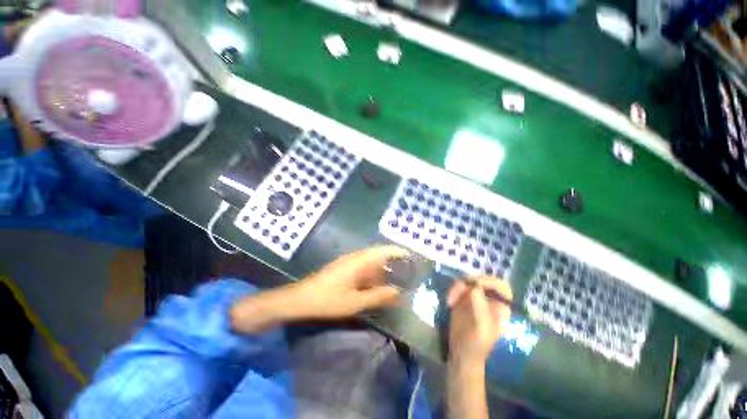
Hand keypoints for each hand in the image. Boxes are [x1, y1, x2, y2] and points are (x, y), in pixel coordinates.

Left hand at [230, 245, 408, 332]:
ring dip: (382, 269)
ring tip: (395, 279)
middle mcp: (354, 258)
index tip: (410, 256)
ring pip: (370, 262)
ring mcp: (348, 263)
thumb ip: (377, 296)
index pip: (382, 250)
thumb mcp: (354, 302)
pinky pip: (362, 267)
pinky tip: (376, 284)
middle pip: (377, 255)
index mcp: (358, 261)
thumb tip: (397, 292)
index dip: (396, 251)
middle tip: (406, 271)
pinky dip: (372, 274)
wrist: (300, 299)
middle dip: (392, 261)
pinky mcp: (343, 269)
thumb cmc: (327, 300)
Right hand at [447, 276, 511, 365]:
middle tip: (459, 289)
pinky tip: (449, 302)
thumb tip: (475, 288)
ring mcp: (475, 298)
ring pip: (468, 281)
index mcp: (500, 308)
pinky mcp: (463, 299)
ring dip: (457, 287)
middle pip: (482, 280)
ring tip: (450, 300)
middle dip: (469, 282)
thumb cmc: (476, 345)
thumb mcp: (481, 328)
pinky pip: (458, 287)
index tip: (475, 284)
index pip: (501, 286)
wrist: (461, 353)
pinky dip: (452, 291)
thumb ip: (480, 308)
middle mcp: (489, 300)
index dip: (490, 281)